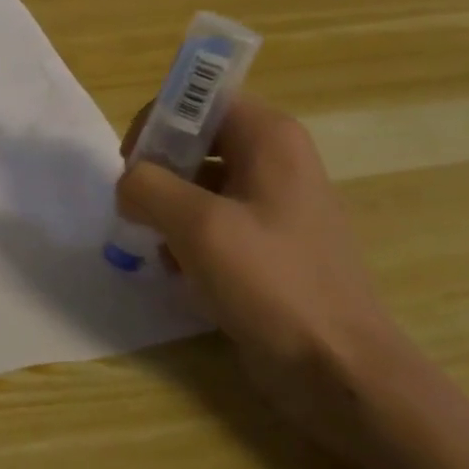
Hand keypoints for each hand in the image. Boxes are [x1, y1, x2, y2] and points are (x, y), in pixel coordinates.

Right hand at [115, 94, 406, 453]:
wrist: (340, 370)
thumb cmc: (273, 284)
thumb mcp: (197, 226)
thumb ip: (147, 186)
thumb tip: (128, 185)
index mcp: (270, 137)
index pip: (198, 99)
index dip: (157, 123)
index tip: (132, 166)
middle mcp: (276, 158)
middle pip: (196, 139)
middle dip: (158, 172)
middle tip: (139, 209)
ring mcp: (275, 203)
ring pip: (199, 182)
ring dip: (168, 208)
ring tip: (160, 245)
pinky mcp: (271, 243)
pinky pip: (214, 219)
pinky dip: (189, 236)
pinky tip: (181, 270)